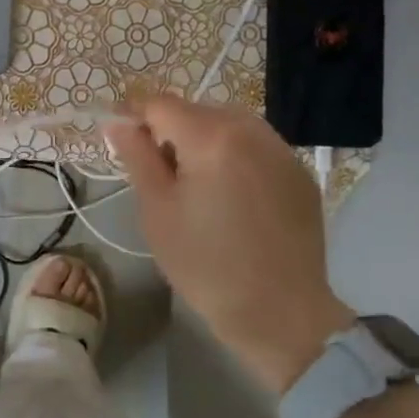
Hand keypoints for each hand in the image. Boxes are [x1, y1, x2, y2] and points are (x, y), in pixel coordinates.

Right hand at [103, 96, 353, 392]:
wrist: (281, 313)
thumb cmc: (205, 264)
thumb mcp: (157, 210)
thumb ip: (137, 156)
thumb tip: (118, 122)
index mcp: (211, 137)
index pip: (160, 104)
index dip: (134, 116)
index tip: (122, 140)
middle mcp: (251, 130)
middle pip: (196, 110)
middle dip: (171, 131)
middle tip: (160, 174)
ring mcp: (281, 150)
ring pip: (228, 125)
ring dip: (204, 141)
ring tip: (197, 185)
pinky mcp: (300, 172)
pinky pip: (256, 146)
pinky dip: (235, 156)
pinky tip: (231, 196)